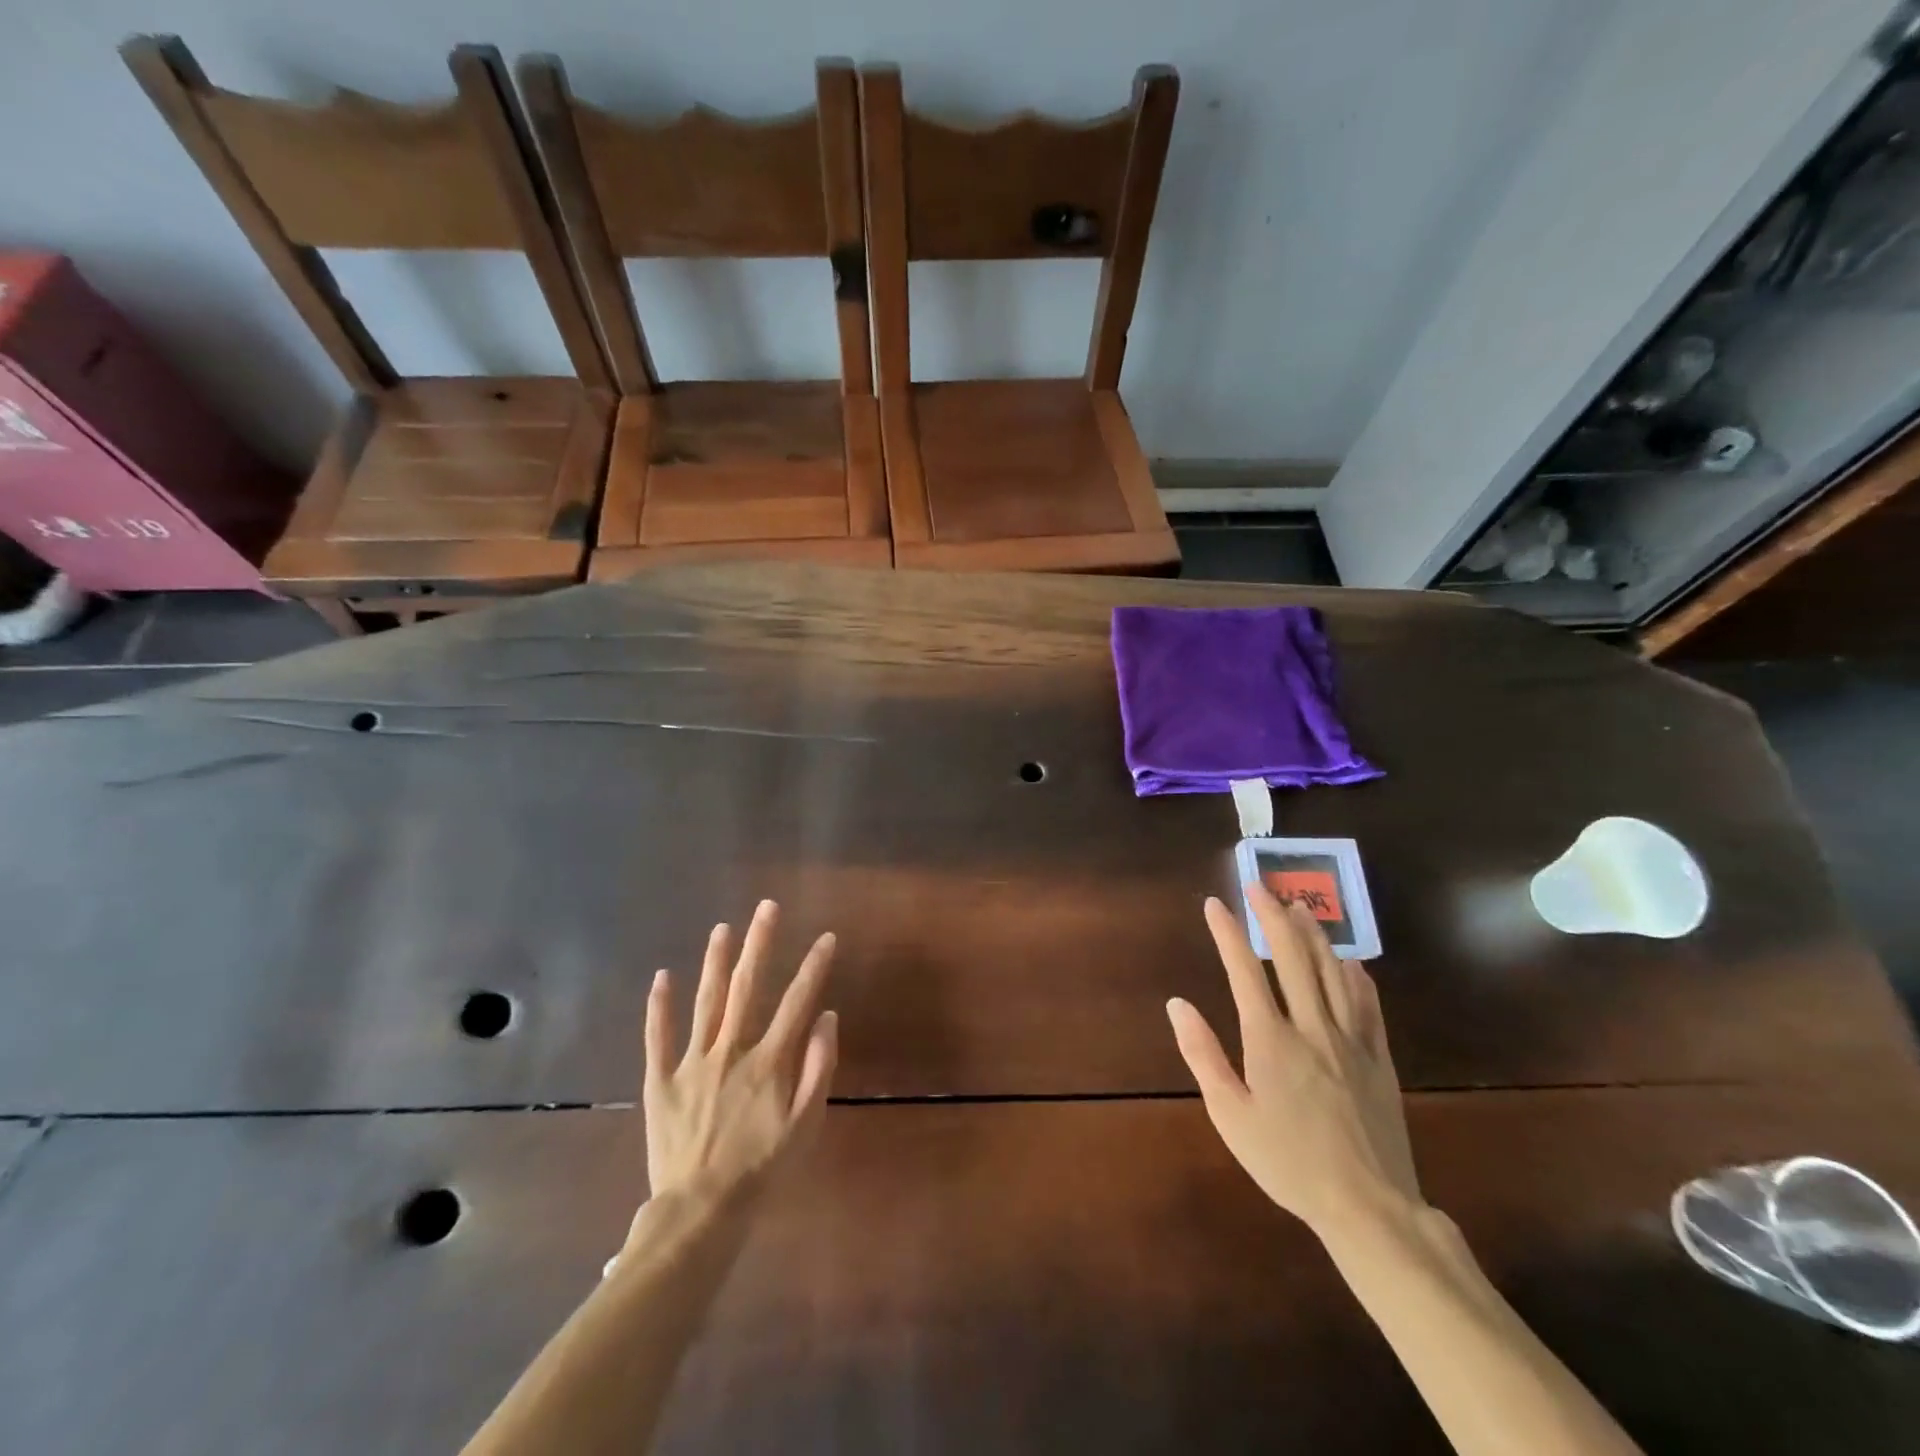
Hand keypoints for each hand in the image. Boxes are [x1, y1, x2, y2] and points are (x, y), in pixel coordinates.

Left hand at [640, 900, 838, 1218]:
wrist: (701, 1212)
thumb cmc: (762, 1170)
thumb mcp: (806, 1126)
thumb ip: (818, 1069)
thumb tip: (827, 1018)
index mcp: (769, 1061)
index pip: (797, 1002)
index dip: (814, 967)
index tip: (826, 937)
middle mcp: (731, 1050)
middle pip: (747, 987)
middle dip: (760, 944)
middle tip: (766, 907)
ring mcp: (692, 1063)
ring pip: (706, 1002)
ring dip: (715, 962)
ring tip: (723, 928)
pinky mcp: (661, 1082)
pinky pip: (658, 1038)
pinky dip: (659, 1007)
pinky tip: (662, 976)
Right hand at [1168, 883, 1421, 1238]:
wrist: (1369, 1207)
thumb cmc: (1287, 1162)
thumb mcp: (1231, 1116)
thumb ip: (1203, 1055)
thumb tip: (1178, 1004)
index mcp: (1270, 1040)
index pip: (1244, 971)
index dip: (1228, 934)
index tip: (1214, 903)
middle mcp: (1311, 1028)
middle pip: (1291, 958)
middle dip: (1272, 916)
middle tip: (1258, 886)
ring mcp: (1350, 1040)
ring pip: (1331, 972)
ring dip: (1313, 934)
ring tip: (1299, 906)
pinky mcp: (1379, 1059)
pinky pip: (1368, 1005)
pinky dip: (1355, 976)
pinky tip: (1349, 961)